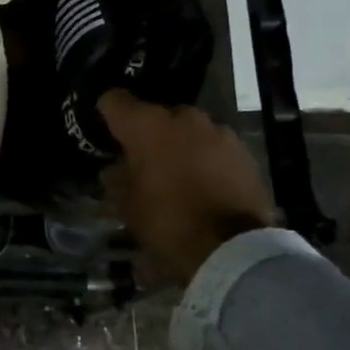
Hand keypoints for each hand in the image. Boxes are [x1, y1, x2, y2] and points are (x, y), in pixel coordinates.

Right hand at [98, 90, 274, 283]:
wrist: (232, 248)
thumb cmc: (167, 223)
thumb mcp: (127, 206)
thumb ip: (117, 180)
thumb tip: (114, 169)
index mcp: (147, 126)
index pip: (115, 100)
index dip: (107, 113)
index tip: (105, 129)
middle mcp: (184, 118)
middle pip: (157, 115)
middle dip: (149, 134)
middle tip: (143, 160)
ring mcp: (219, 132)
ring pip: (190, 131)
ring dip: (180, 145)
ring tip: (176, 174)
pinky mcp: (245, 151)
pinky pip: (215, 147)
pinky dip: (205, 159)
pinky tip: (203, 184)